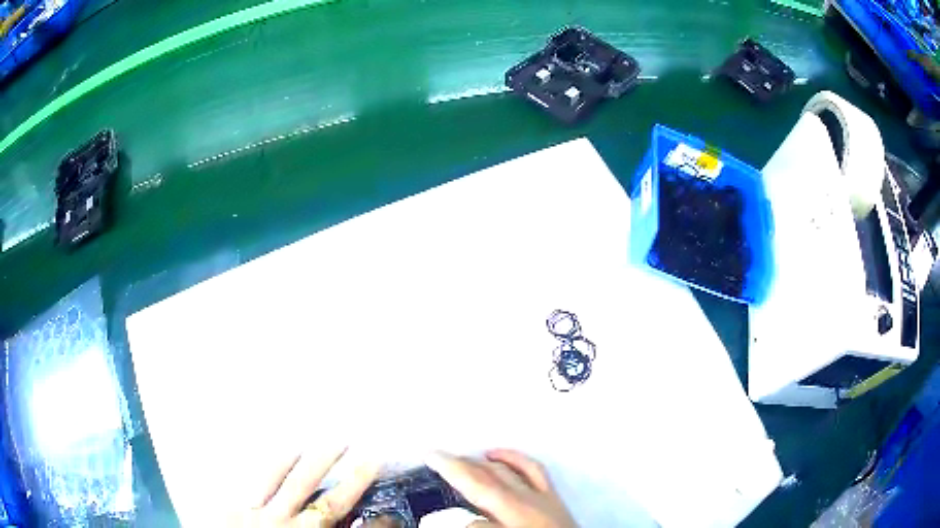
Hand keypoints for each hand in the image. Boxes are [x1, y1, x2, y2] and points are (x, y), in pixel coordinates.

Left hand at [232, 446, 381, 526]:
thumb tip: (350, 527)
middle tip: (372, 458)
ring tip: (338, 442)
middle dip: (353, 482)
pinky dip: (278, 464)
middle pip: (329, 505)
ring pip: (296, 486)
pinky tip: (292, 449)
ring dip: (319, 463)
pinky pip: (261, 481)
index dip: (376, 524)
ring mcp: (262, 517)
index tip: (391, 512)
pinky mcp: (237, 506)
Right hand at [424, 449, 576, 527]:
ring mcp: (542, 498)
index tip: (427, 460)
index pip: (475, 493)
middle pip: (486, 480)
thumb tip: (459, 520)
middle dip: (458, 466)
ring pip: (506, 472)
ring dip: (480, 463)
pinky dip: (513, 458)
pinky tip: (498, 455)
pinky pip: (533, 470)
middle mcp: (525, 504)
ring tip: (459, 458)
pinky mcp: (554, 498)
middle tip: (435, 457)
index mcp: (512, 516)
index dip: (449, 477)